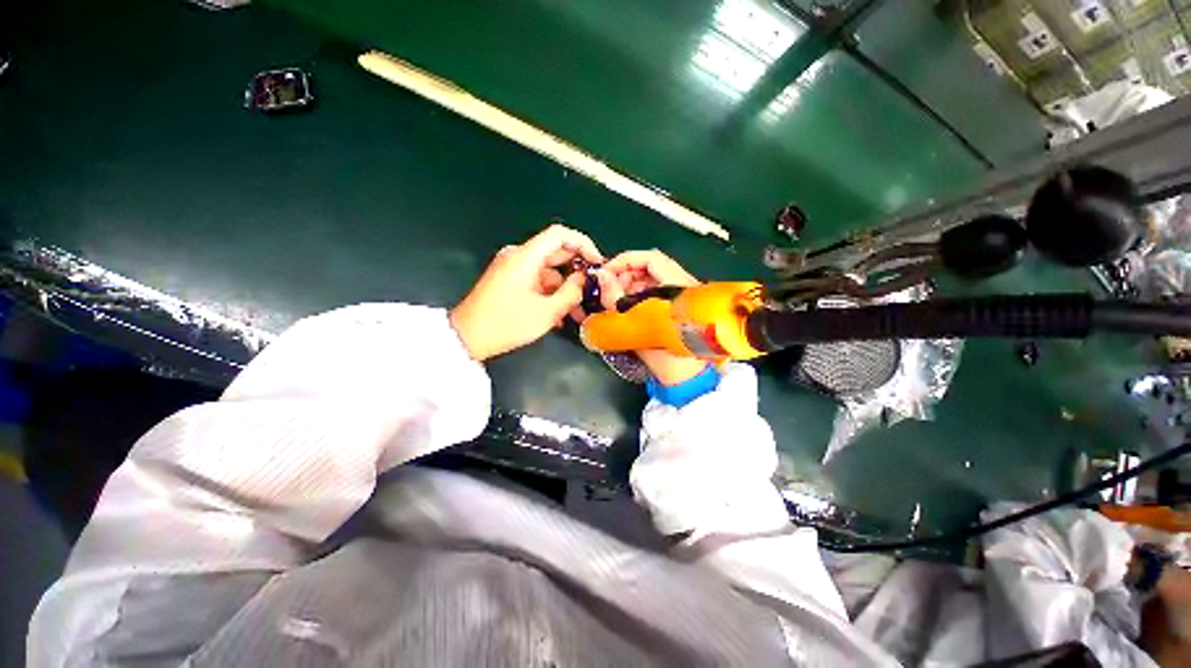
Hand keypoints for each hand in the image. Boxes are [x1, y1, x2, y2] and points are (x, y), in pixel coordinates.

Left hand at [451, 225, 602, 360]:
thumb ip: (571, 293)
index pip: (560, 234)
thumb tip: (584, 280)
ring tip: (577, 312)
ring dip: (564, 289)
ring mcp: (512, 268)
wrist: (468, 337)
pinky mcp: (509, 280)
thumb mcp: (547, 312)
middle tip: (592, 290)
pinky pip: (537, 281)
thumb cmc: (507, 323)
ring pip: (548, 271)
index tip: (597, 263)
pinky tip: (559, 314)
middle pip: (556, 253)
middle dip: (576, 272)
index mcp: (526, 257)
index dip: (583, 244)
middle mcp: (518, 256)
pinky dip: (550, 293)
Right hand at [598, 250, 708, 385]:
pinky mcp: (679, 304)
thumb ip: (615, 299)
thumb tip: (602, 276)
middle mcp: (684, 286)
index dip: (625, 260)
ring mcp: (683, 295)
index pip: (651, 258)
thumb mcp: (635, 328)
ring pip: (652, 277)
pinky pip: (656, 289)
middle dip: (625, 274)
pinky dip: (639, 293)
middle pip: (651, 266)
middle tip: (608, 289)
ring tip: (615, 300)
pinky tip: (627, 306)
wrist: (687, 378)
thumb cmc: (665, 357)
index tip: (606, 272)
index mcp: (678, 289)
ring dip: (630, 284)